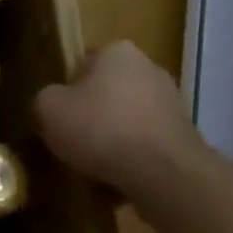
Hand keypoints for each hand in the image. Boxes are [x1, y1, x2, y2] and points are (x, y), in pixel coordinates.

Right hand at [34, 40, 205, 194]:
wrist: (167, 177)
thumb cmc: (102, 129)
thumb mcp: (48, 109)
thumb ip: (44, 100)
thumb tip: (51, 106)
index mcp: (117, 51)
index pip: (82, 64)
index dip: (67, 90)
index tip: (60, 115)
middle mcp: (150, 68)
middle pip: (108, 92)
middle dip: (94, 115)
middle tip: (74, 140)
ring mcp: (174, 104)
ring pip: (129, 121)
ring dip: (115, 140)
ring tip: (96, 168)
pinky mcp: (188, 139)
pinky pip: (149, 147)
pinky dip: (136, 161)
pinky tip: (121, 181)